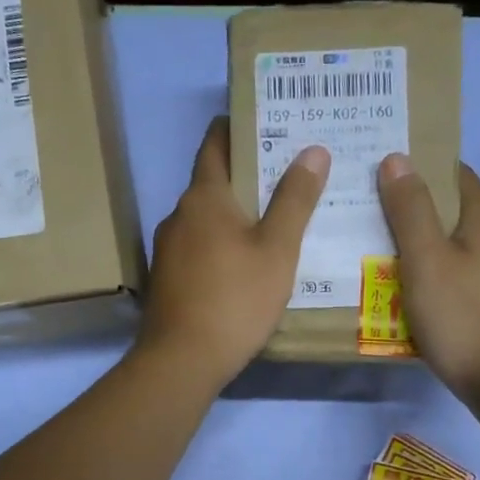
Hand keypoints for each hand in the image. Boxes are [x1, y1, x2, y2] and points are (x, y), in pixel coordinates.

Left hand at [138, 118, 329, 388]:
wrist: (181, 360)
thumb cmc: (235, 299)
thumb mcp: (277, 249)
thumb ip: (295, 199)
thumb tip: (312, 150)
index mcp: (203, 197)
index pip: (216, 143)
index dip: (238, 126)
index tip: (266, 119)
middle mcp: (178, 215)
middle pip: (213, 182)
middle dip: (247, 174)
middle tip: (288, 172)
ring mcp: (167, 249)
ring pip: (206, 219)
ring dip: (235, 214)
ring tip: (274, 219)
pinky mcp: (167, 279)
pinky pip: (199, 248)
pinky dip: (222, 244)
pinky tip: (246, 263)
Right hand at [377, 153, 479, 408]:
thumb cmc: (463, 318)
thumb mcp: (425, 261)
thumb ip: (410, 209)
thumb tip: (397, 158)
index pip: (450, 172)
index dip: (414, 171)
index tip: (376, 180)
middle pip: (454, 210)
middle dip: (415, 213)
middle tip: (370, 223)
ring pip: (461, 245)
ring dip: (428, 248)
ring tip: (385, 260)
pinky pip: (468, 275)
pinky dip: (443, 276)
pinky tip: (419, 295)